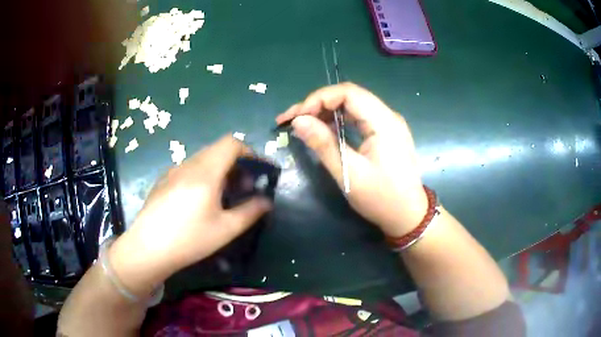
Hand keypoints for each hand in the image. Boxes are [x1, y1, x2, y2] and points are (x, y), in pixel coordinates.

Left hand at [108, 136, 271, 296]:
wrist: (148, 248)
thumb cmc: (189, 239)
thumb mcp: (225, 229)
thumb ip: (250, 212)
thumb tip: (266, 201)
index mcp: (205, 172)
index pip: (231, 143)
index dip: (249, 152)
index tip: (256, 172)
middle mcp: (188, 165)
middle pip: (217, 150)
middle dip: (235, 164)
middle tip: (242, 188)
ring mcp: (172, 171)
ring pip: (202, 160)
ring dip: (218, 170)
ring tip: (221, 196)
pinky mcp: (162, 181)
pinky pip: (188, 169)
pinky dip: (202, 176)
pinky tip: (197, 202)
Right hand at [276, 83, 427, 237]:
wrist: (408, 215)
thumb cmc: (382, 199)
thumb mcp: (349, 173)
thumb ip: (324, 144)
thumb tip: (298, 121)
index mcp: (384, 122)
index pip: (348, 93)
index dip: (319, 99)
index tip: (297, 116)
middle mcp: (388, 116)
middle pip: (349, 96)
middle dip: (317, 104)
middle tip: (291, 120)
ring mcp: (387, 124)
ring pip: (352, 106)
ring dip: (325, 111)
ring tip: (301, 124)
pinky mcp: (385, 133)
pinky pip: (358, 118)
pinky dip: (338, 121)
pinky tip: (322, 130)